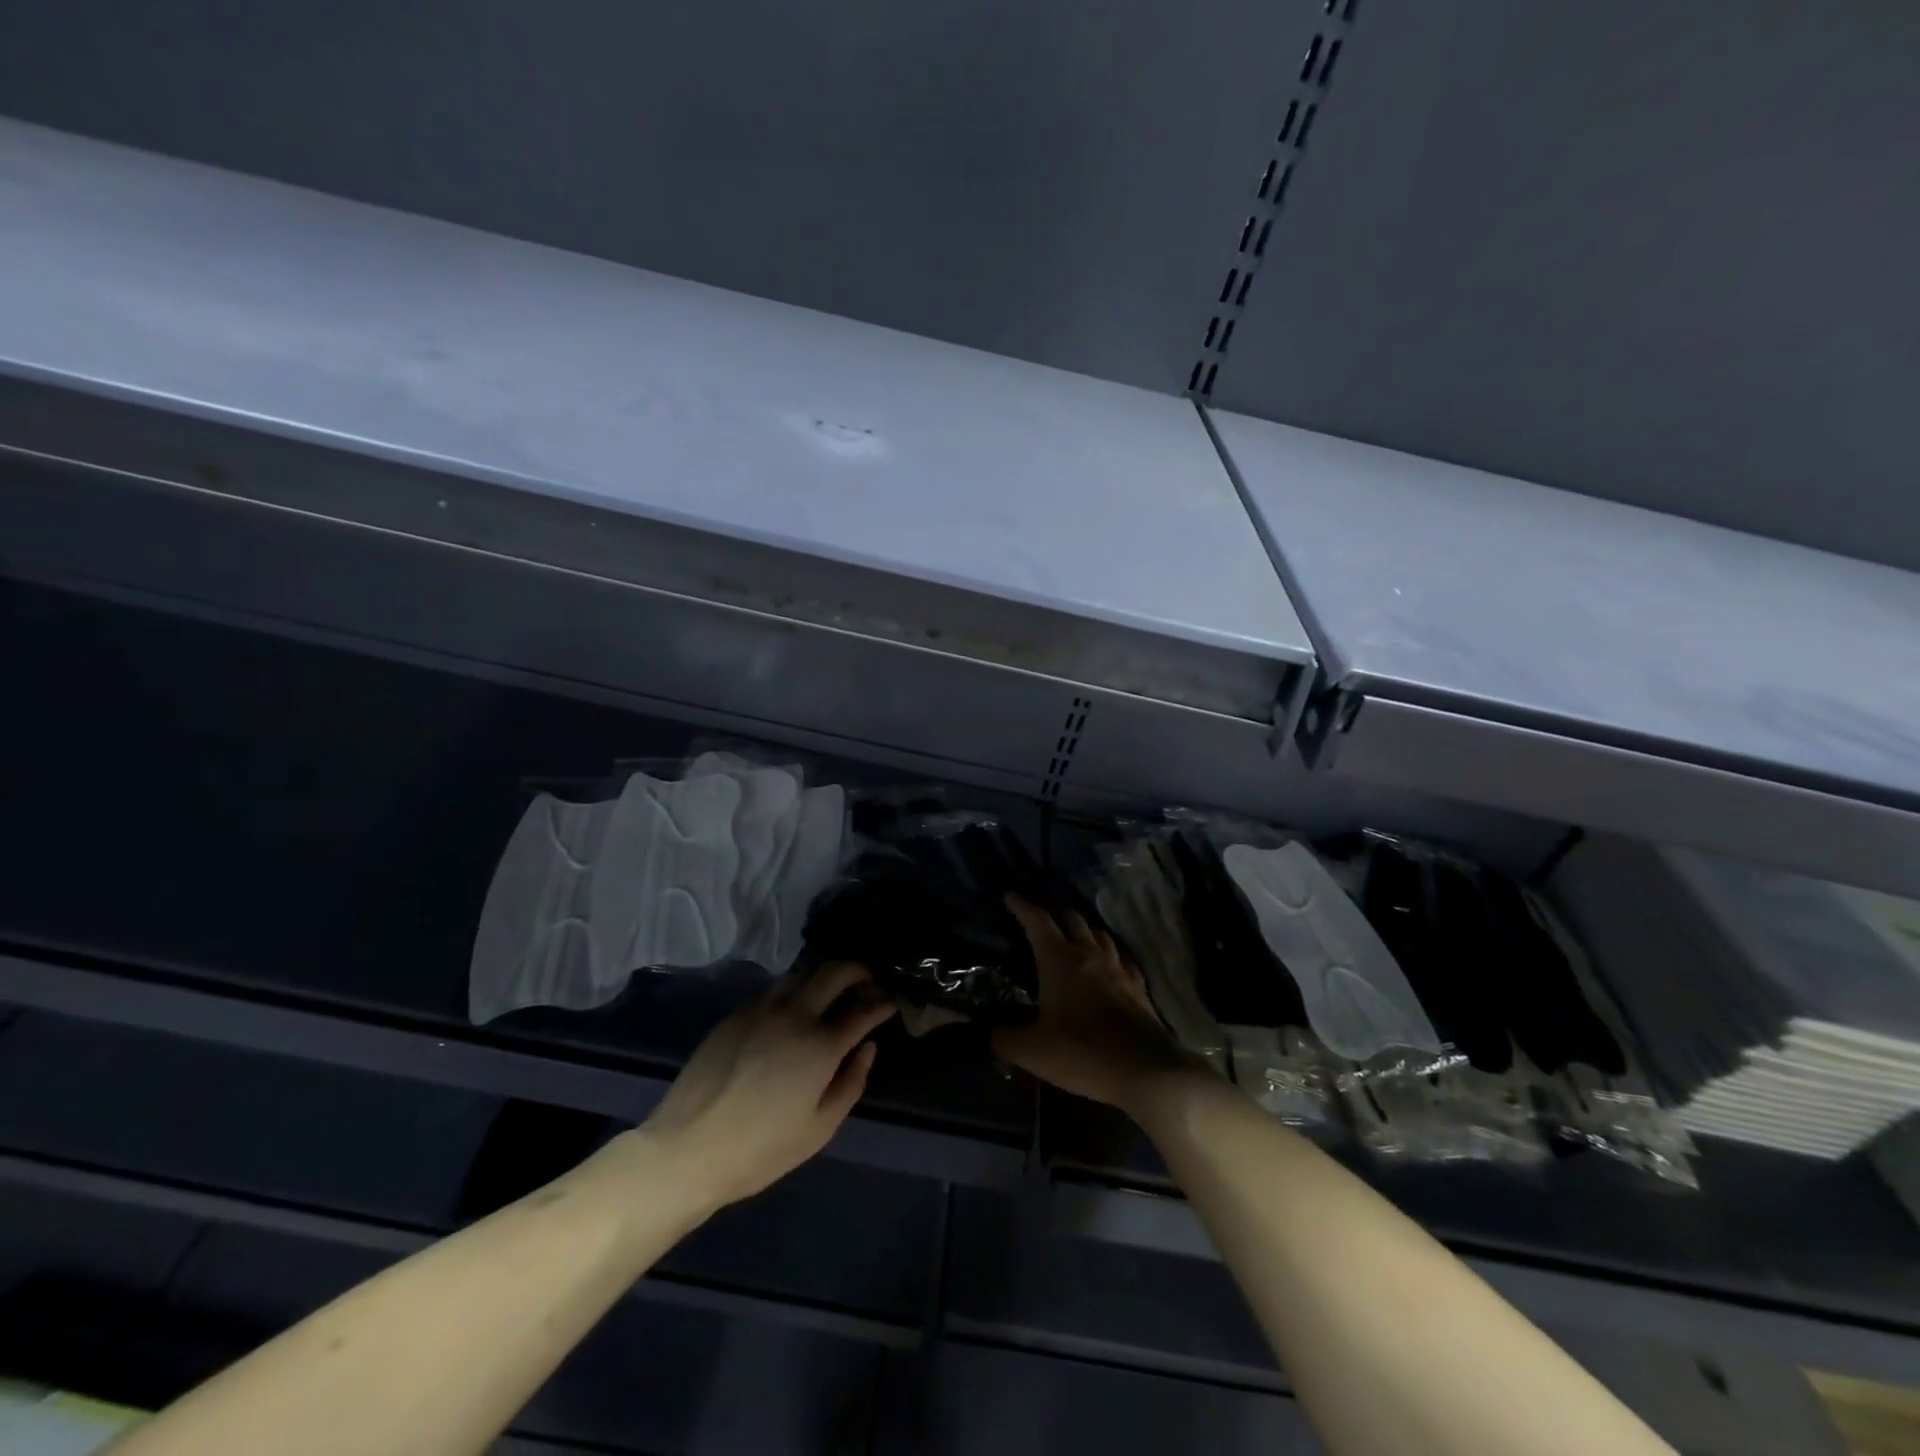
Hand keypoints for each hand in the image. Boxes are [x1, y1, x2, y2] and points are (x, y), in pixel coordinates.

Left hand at [636, 962, 896, 1207]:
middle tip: (869, 982)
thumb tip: (866, 1047)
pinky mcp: (736, 1013)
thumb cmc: (761, 1149)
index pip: (863, 1009)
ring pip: (802, 973)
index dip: (882, 1002)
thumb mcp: (819, 1128)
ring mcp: (762, 1009)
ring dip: (825, 976)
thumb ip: (851, 1082)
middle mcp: (794, 1014)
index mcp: (820, 1044)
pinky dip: (795, 989)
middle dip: (858, 971)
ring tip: (834, 991)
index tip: (891, 1002)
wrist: (688, 1149)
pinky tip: (795, 1008)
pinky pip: (775, 989)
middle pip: (834, 972)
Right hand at [993, 896, 1193, 1109]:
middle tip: (1042, 922)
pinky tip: (1109, 964)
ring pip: (1099, 934)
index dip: (1022, 907)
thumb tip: (988, 1031)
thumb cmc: (1082, 1053)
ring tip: (1074, 937)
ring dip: (1083, 930)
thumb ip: (1003, 1038)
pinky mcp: (1138, 986)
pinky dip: (1109, 953)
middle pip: (1072, 919)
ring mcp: (1118, 968)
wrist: (1145, 1070)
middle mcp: (1089, 954)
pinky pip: (1121, 957)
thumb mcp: (1031, 1051)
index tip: (1010, 897)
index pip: (1037, 921)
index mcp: (1059, 960)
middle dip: (1055, 915)